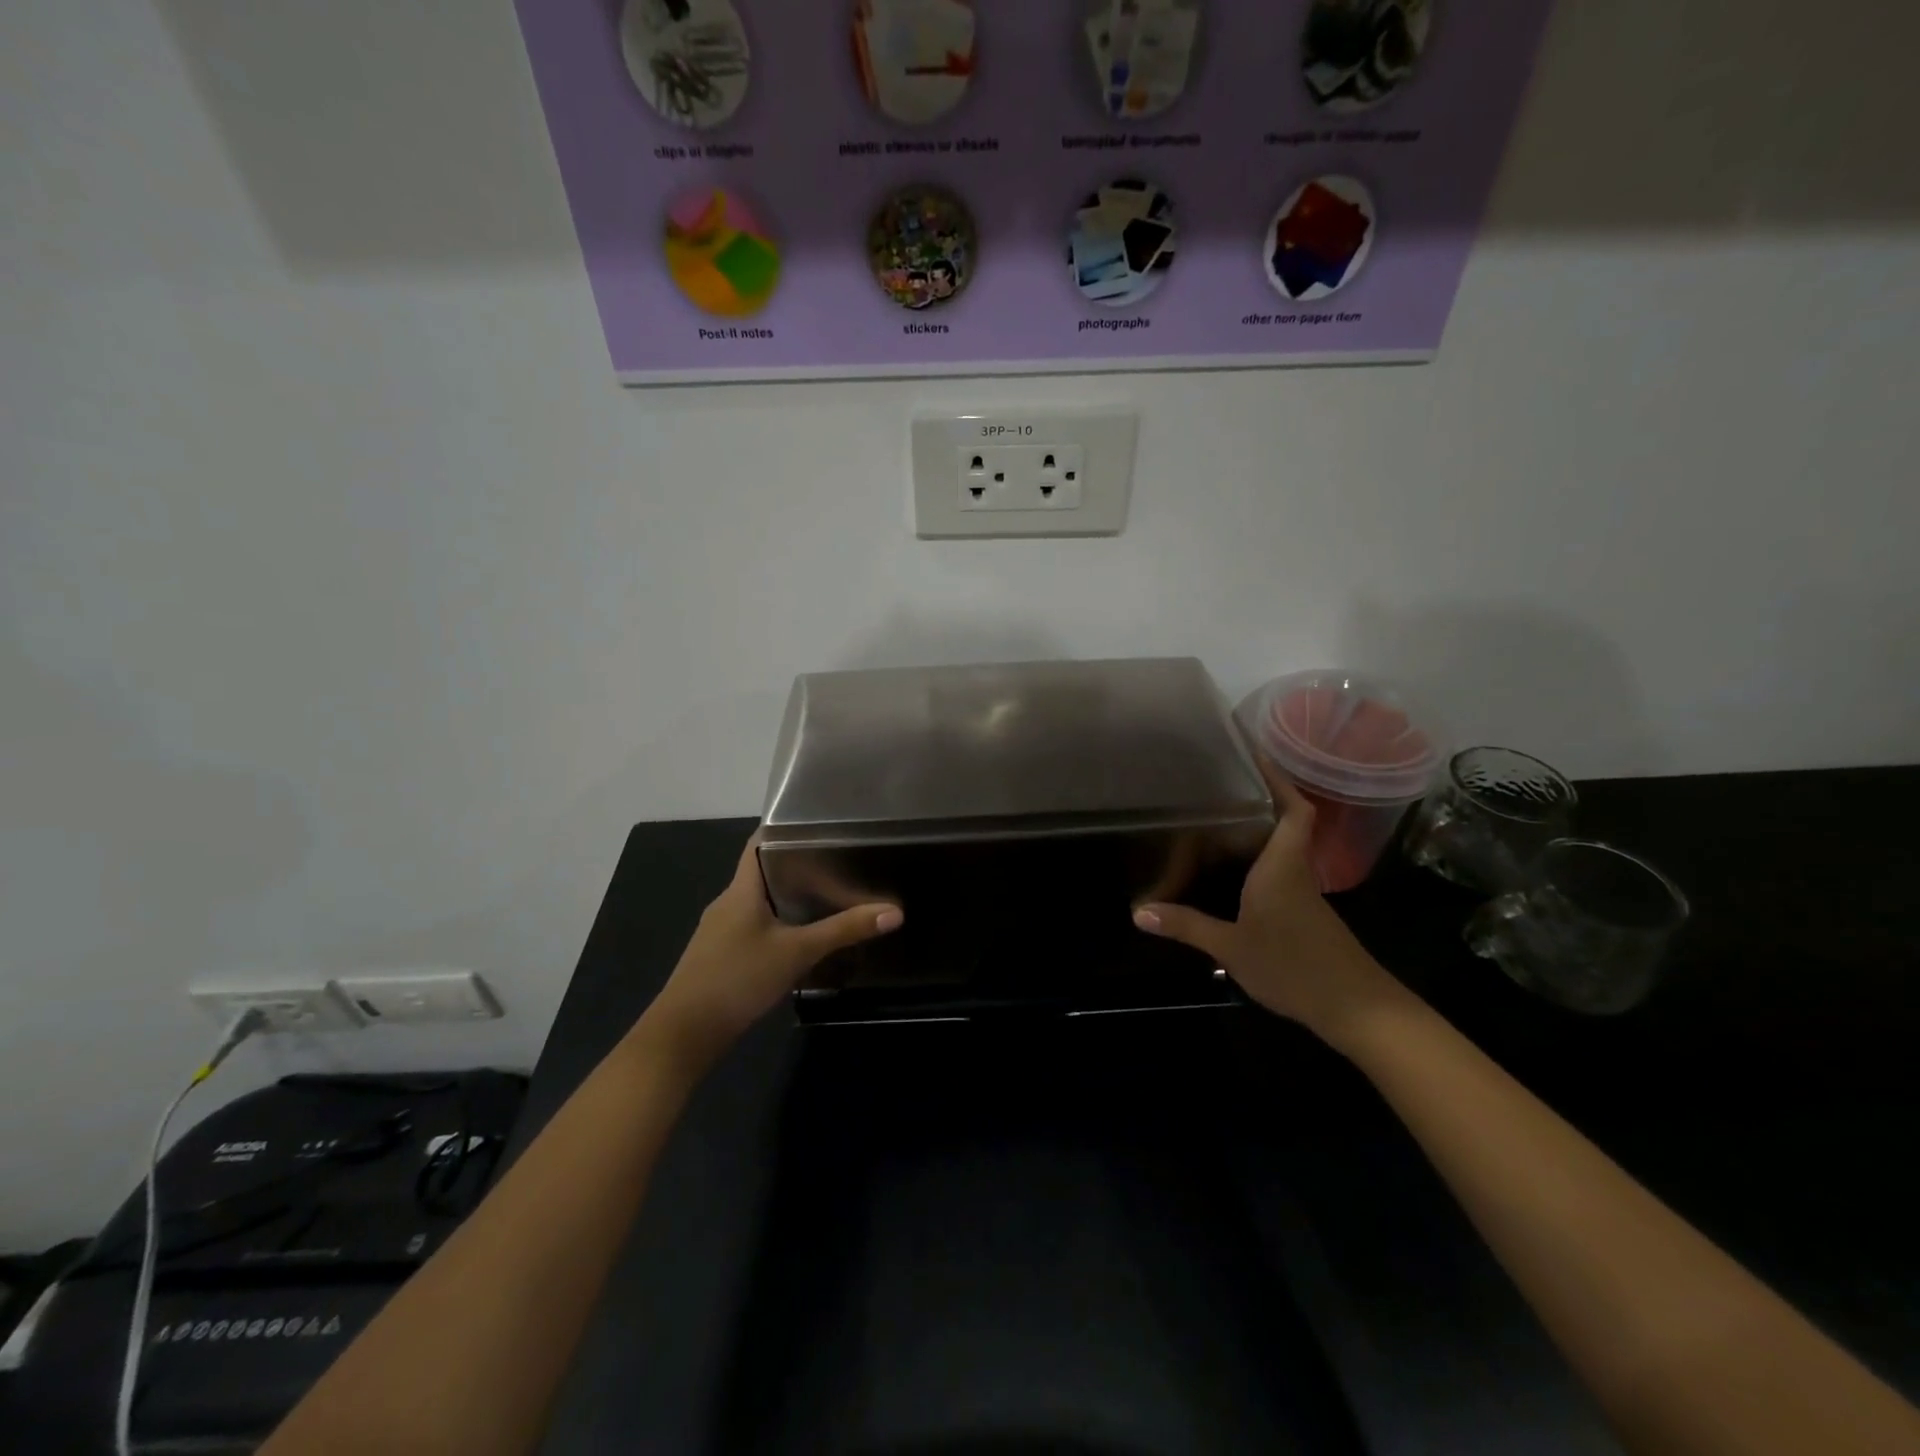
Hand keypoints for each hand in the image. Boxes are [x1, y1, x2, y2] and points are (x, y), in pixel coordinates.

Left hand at [643, 833, 901, 1065]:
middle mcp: (728, 903)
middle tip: (841, 862)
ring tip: (830, 896)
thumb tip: (894, 911)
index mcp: (741, 889)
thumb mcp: (797, 952)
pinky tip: (802, 937)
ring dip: (790, 898)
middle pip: (763, 872)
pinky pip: (754, 927)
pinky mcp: (721, 956)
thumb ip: (844, 931)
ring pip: (760, 903)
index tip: (823, 825)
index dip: (786, 829)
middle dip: (799, 866)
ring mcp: (721, 931)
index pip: (759, 843)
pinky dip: (778, 925)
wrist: (683, 1035)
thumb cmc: (737, 979)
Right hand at [1132, 766, 1403, 1045]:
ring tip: (1217, 817)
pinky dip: (1259, 860)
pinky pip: (1280, 871)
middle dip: (1260, 798)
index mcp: (1281, 866)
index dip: (1279, 779)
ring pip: (1283, 847)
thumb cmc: (1293, 966)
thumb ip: (1187, 926)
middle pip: (1287, 822)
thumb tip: (1139, 912)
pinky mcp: (1305, 913)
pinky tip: (1233, 870)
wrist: (1356, 1009)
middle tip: (1219, 783)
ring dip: (1259, 829)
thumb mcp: (1230, 948)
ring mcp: (1303, 893)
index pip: (1293, 810)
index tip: (1255, 754)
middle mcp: (1295, 870)